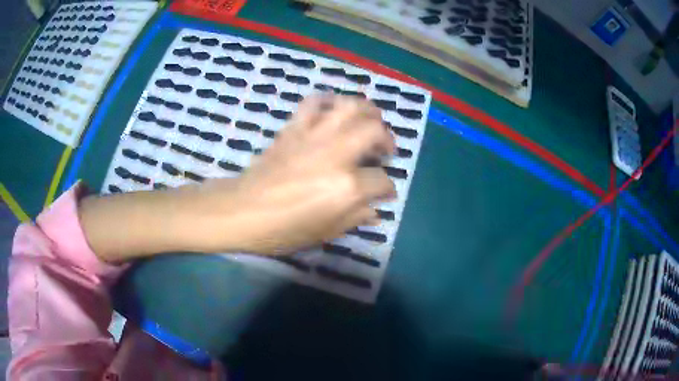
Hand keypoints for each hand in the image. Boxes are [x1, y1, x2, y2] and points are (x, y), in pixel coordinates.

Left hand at [80, 95, 395, 261]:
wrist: (239, 211)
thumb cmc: (279, 230)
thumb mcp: (323, 233)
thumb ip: (355, 218)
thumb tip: (374, 209)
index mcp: (345, 187)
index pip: (382, 181)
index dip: (387, 189)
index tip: (384, 193)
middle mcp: (334, 155)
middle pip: (374, 130)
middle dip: (387, 138)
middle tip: (384, 150)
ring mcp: (313, 136)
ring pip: (349, 106)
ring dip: (366, 110)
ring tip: (368, 121)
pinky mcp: (293, 128)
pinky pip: (314, 102)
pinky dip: (328, 101)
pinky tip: (333, 112)